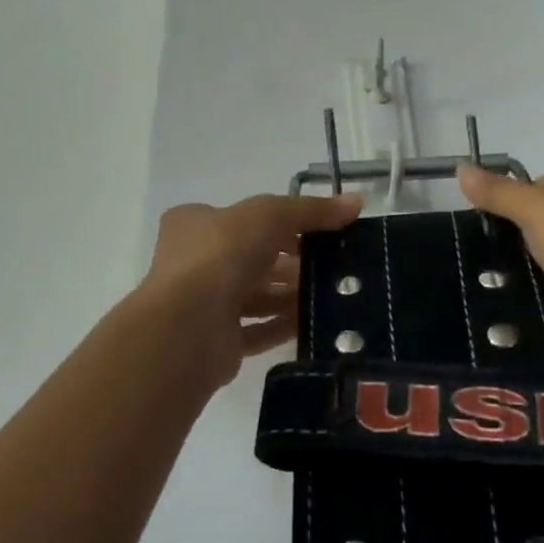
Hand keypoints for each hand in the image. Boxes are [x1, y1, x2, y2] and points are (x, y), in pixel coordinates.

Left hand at [136, 191, 362, 388]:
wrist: (187, 326)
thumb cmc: (220, 256)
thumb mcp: (270, 215)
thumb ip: (311, 210)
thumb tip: (356, 202)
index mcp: (196, 224)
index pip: (245, 218)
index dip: (284, 222)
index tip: (323, 232)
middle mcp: (196, 261)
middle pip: (254, 258)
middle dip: (293, 262)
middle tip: (335, 266)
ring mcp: (204, 303)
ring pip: (257, 295)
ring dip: (291, 295)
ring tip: (332, 295)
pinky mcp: (217, 340)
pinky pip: (257, 330)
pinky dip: (283, 325)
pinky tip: (313, 323)